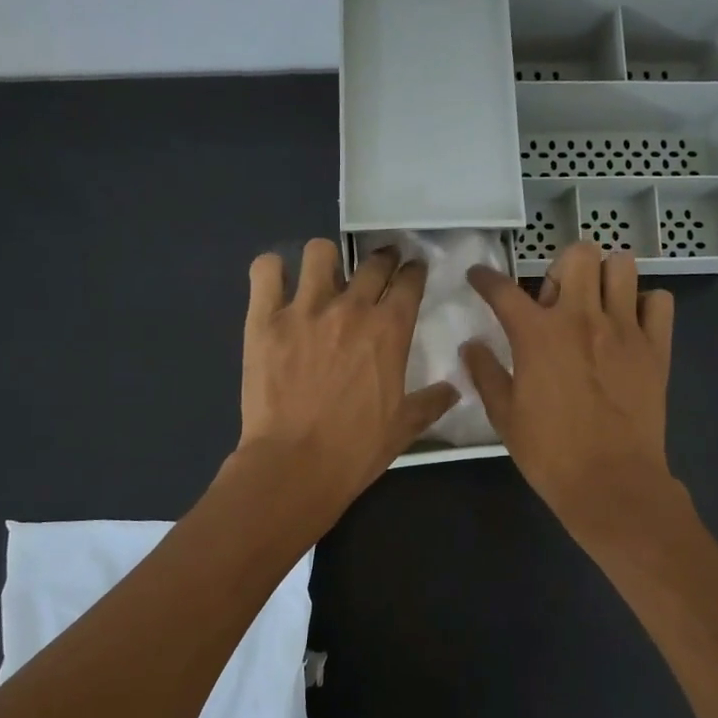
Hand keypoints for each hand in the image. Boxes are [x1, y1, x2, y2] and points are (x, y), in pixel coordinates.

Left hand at [235, 238, 458, 514]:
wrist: (295, 465)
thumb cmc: (355, 449)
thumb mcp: (405, 428)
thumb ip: (432, 402)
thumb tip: (454, 389)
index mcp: (389, 330)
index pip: (409, 282)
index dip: (414, 272)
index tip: (413, 271)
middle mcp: (350, 308)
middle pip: (373, 262)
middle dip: (382, 259)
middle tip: (380, 268)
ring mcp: (304, 309)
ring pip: (319, 252)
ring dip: (327, 260)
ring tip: (325, 276)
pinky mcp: (264, 319)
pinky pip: (265, 270)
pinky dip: (272, 271)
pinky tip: (277, 284)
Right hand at [462, 243, 676, 533]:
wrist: (611, 482)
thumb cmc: (550, 452)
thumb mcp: (504, 416)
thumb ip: (485, 373)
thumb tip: (471, 345)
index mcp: (537, 334)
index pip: (503, 289)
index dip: (484, 278)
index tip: (478, 277)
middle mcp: (582, 318)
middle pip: (578, 254)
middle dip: (562, 267)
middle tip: (557, 298)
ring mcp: (624, 329)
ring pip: (622, 266)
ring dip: (605, 277)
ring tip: (596, 304)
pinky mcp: (656, 347)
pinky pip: (660, 301)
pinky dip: (644, 304)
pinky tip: (630, 325)